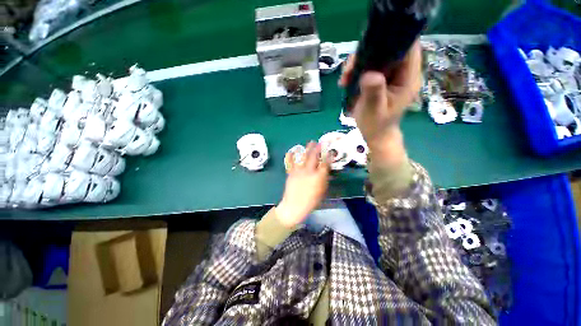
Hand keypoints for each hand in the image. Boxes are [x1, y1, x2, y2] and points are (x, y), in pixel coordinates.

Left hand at [276, 142, 329, 227]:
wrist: (294, 206)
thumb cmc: (311, 201)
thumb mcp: (322, 191)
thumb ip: (324, 180)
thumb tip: (326, 171)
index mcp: (318, 177)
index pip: (325, 163)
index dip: (328, 156)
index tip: (330, 151)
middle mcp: (308, 171)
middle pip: (314, 156)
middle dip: (318, 148)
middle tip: (320, 142)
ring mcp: (298, 171)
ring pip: (303, 156)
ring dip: (307, 148)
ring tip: (310, 142)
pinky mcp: (291, 172)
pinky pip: (290, 161)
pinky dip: (292, 155)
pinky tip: (293, 150)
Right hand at [339, 41, 421, 167]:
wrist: (375, 134)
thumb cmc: (376, 125)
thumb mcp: (374, 110)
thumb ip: (374, 92)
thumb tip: (369, 74)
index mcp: (407, 78)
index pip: (407, 48)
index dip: (392, 41)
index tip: (370, 46)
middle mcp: (401, 73)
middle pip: (389, 49)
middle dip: (368, 54)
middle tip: (350, 69)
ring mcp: (390, 76)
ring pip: (376, 57)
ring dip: (359, 63)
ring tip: (345, 77)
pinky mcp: (380, 80)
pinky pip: (369, 67)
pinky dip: (356, 70)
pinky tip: (346, 81)